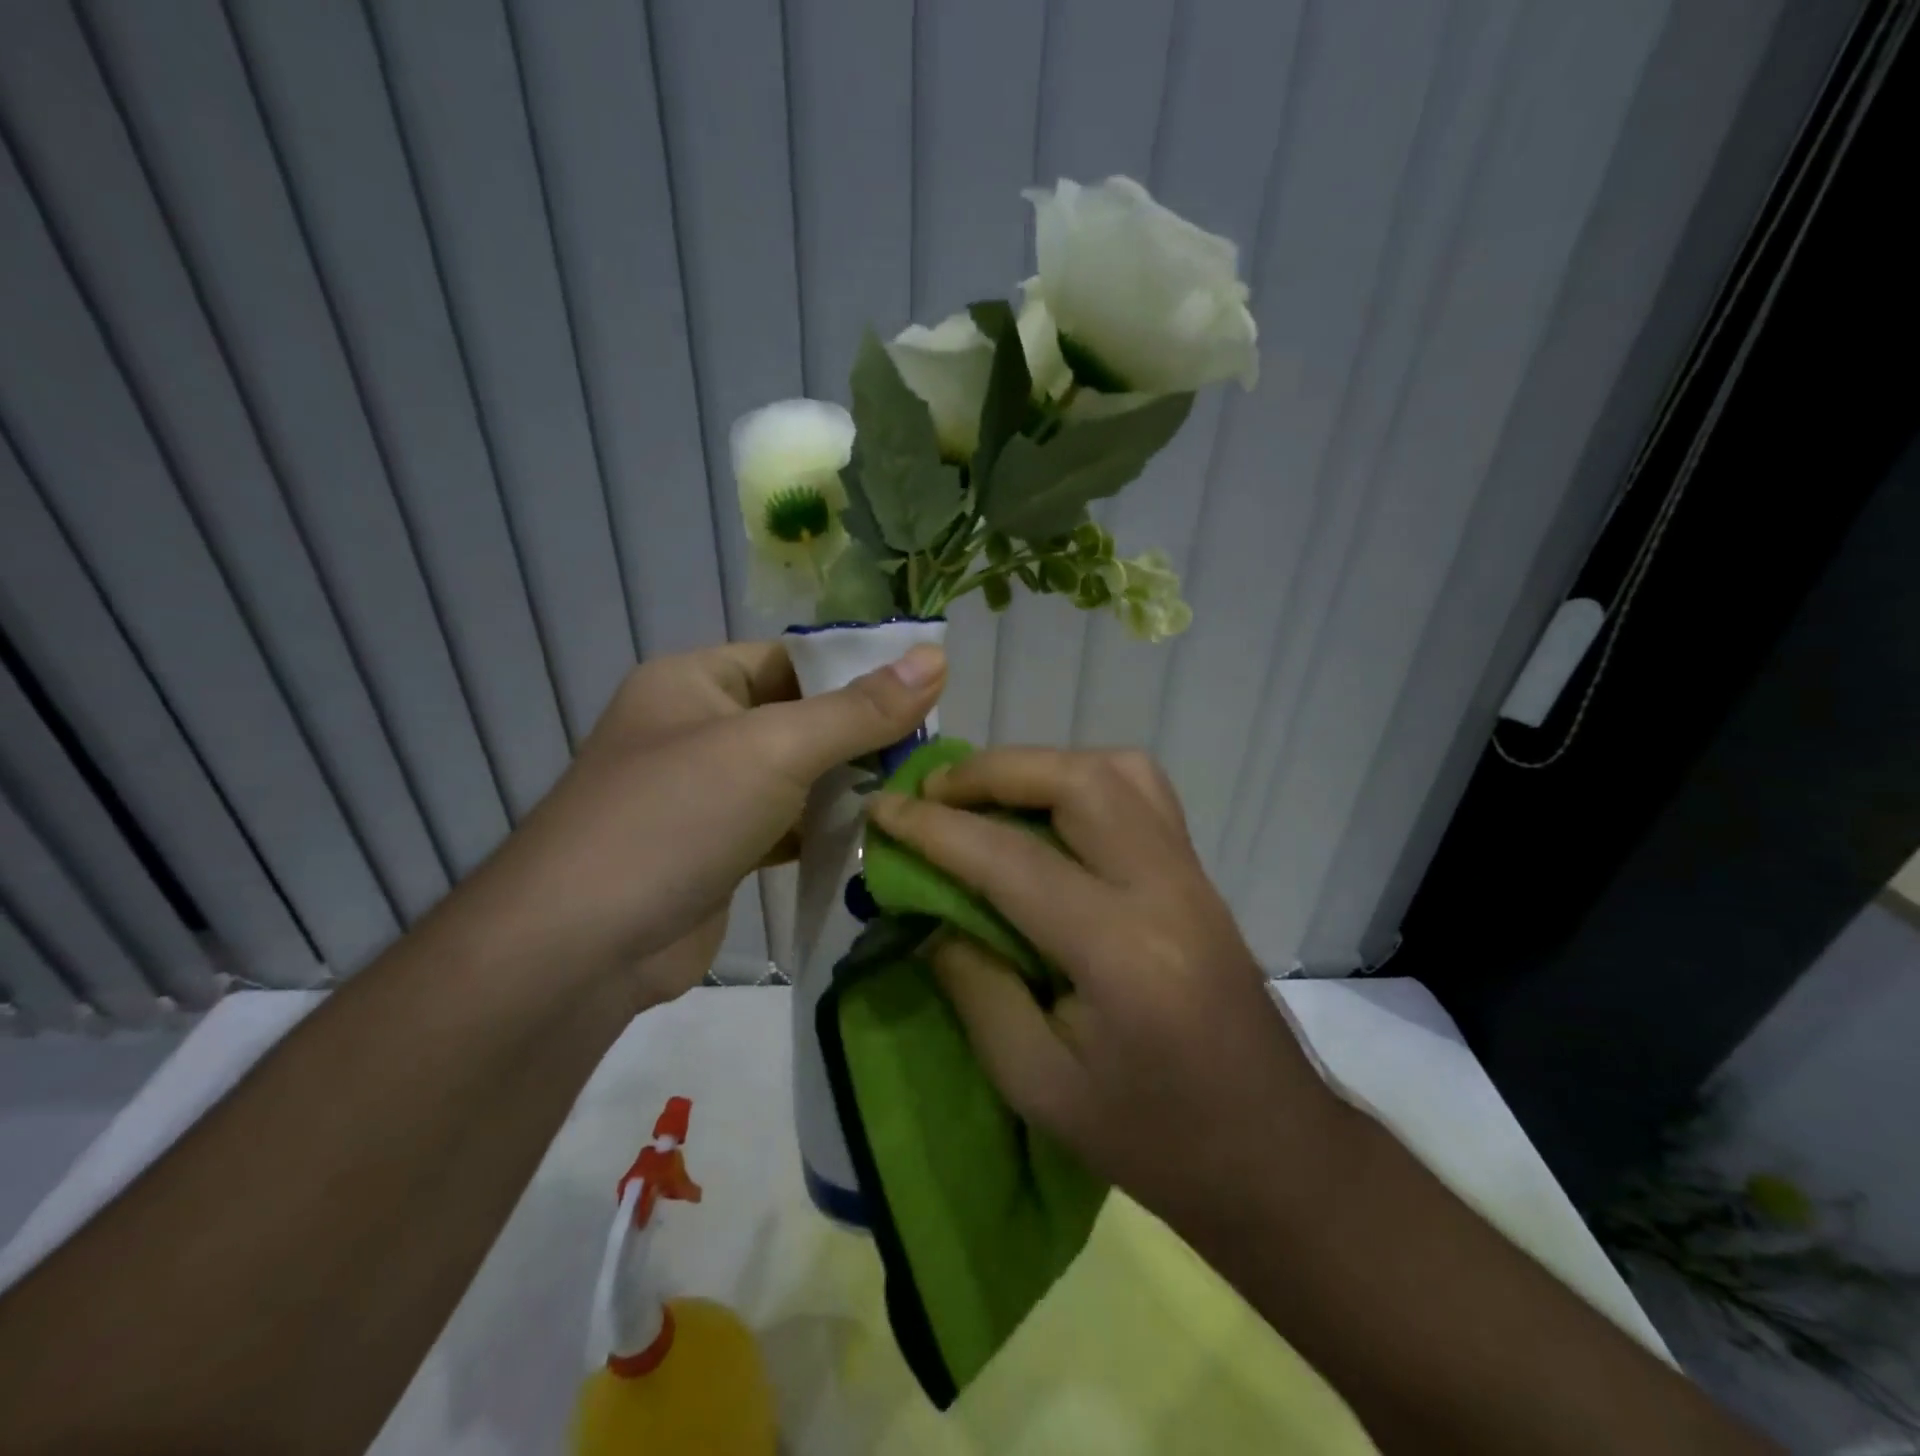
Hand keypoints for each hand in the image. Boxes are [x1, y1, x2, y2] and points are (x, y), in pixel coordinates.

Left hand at [483, 640, 945, 1003]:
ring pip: (799, 775)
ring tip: (921, 790)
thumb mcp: (773, 749)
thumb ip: (858, 710)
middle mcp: (700, 728)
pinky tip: (878, 835)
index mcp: (697, 681)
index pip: (795, 658)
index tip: (932, 691)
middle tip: (935, 749)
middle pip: (802, 717)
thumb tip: (937, 658)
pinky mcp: (722, 849)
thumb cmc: (674, 818)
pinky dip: (826, 829)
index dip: (861, 671)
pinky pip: (788, 824)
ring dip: (851, 785)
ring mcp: (709, 794)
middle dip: (864, 734)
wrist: (579, 950)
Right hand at [866, 747, 1343, 1230]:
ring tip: (988, 794)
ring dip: (1041, 765)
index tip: (882, 809)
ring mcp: (1191, 873)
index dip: (935, 829)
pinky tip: (1050, 812)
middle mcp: (1165, 889)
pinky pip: (1141, 791)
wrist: (1270, 1151)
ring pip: (1117, 770)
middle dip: (994, 771)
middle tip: (934, 792)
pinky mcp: (1199, 873)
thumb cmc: (1152, 1139)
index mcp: (1122, 953)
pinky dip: (1083, 779)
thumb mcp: (1038, 1085)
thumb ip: (976, 987)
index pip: (1012, 860)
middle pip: (1078, 781)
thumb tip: (934, 915)